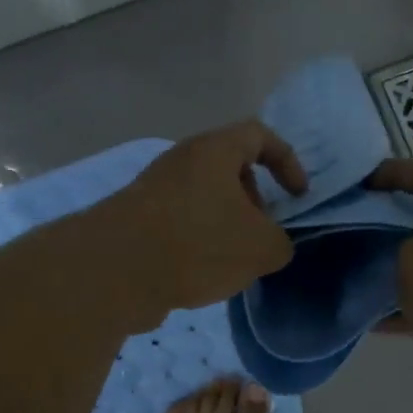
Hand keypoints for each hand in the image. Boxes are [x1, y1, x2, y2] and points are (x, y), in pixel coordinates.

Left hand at [97, 120, 308, 322]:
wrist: (114, 271)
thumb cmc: (197, 244)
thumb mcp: (261, 248)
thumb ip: (280, 243)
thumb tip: (272, 244)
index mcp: (213, 151)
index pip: (259, 135)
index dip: (287, 161)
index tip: (298, 196)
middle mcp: (181, 161)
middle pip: (229, 169)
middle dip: (253, 200)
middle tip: (260, 233)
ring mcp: (153, 190)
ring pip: (203, 199)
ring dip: (225, 226)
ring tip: (232, 262)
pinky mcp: (135, 221)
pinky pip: (179, 223)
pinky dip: (196, 243)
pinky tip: (199, 276)